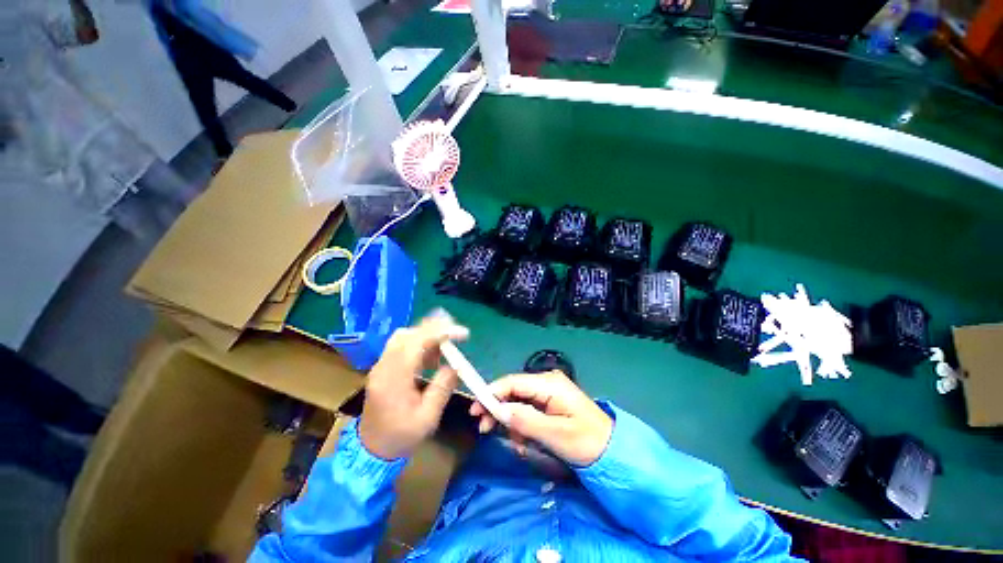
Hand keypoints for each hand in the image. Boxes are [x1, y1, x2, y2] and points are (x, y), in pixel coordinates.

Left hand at [359, 317, 468, 459]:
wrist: (371, 450)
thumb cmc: (401, 437)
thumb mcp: (427, 418)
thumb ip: (442, 389)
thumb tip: (455, 365)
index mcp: (394, 379)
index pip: (416, 343)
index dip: (441, 332)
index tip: (463, 333)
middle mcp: (384, 366)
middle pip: (408, 334)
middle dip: (435, 328)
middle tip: (456, 333)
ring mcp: (381, 365)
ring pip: (404, 336)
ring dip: (427, 335)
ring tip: (447, 344)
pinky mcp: (383, 367)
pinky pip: (401, 345)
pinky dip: (420, 343)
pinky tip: (432, 355)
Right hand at [469, 371, 612, 465]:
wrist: (612, 451)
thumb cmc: (586, 441)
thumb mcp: (555, 434)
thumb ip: (525, 421)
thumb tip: (499, 411)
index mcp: (549, 384)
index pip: (513, 382)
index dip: (493, 392)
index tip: (476, 408)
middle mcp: (547, 382)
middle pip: (514, 390)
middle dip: (498, 407)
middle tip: (483, 426)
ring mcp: (549, 392)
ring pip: (519, 401)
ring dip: (509, 419)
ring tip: (506, 440)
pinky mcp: (550, 403)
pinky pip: (528, 409)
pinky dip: (521, 423)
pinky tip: (521, 441)